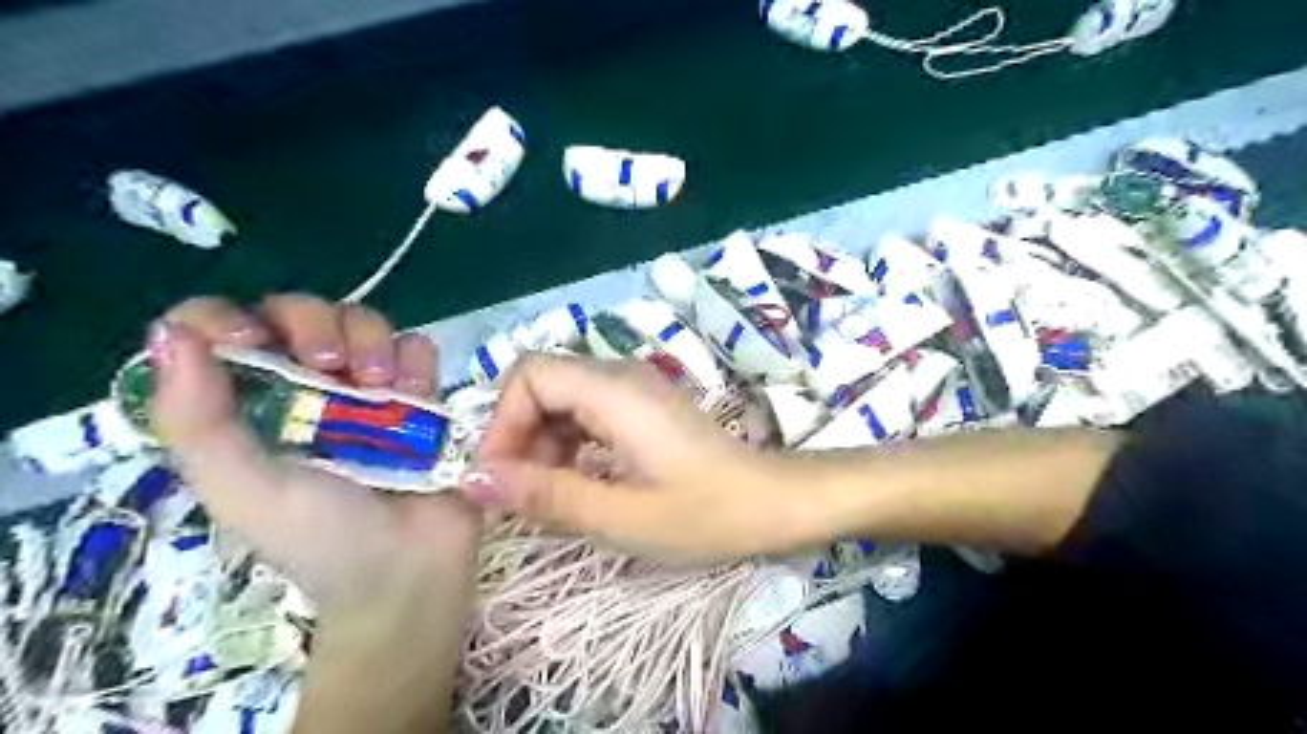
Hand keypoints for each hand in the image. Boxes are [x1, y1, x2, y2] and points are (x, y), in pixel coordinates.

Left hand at [147, 296, 481, 611]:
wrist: (409, 566)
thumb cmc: (320, 537)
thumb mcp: (242, 489)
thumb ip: (197, 422)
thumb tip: (170, 333)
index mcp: (247, 406)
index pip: (217, 329)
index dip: (227, 319)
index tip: (251, 342)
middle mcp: (305, 386)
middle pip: (302, 311)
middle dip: (318, 325)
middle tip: (334, 369)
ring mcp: (368, 389)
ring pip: (364, 320)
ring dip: (374, 343)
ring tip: (385, 390)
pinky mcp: (420, 395)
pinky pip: (417, 349)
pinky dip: (418, 364)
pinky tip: (418, 398)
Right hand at [456, 356, 814, 560]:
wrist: (772, 503)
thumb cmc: (706, 514)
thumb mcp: (621, 516)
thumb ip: (546, 495)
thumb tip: (473, 480)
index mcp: (615, 391)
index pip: (530, 375)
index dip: (502, 422)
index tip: (498, 480)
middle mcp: (620, 377)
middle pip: (542, 384)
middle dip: (518, 436)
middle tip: (519, 496)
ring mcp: (633, 390)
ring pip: (561, 400)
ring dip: (541, 444)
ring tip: (546, 497)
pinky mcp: (641, 408)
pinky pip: (585, 413)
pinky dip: (567, 446)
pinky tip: (575, 484)